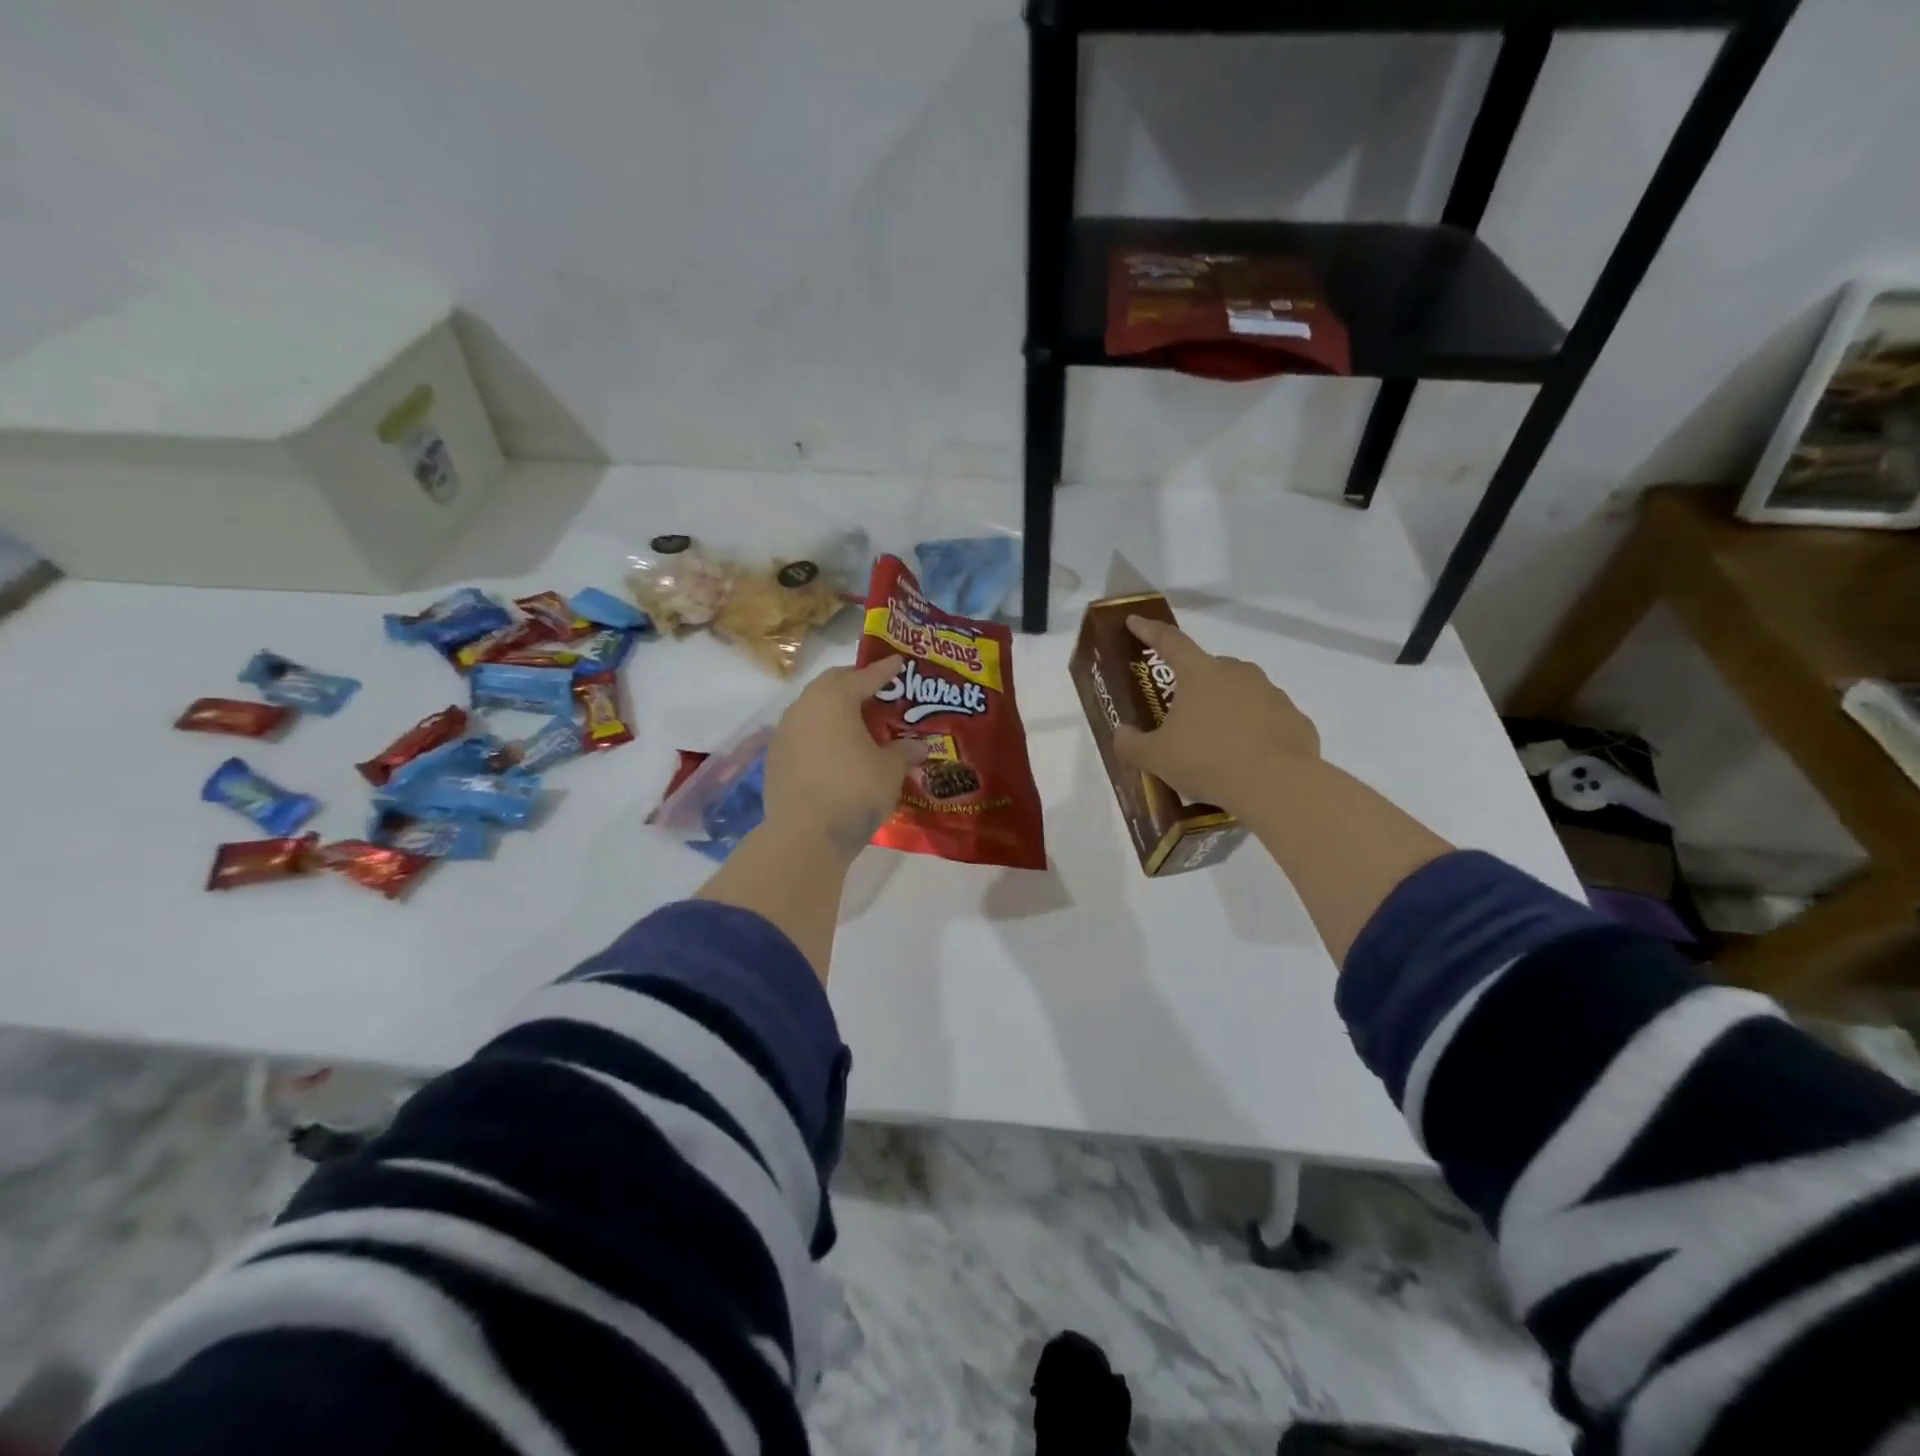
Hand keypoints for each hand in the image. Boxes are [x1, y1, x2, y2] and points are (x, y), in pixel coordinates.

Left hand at [763, 655, 927, 858]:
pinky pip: (803, 737)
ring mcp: (783, 734)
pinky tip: (835, 753)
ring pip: (812, 711)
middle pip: (831, 686)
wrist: (806, 835)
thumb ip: (904, 752)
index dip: (884, 671)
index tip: (898, 663)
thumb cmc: (855, 789)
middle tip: (876, 691)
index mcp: (833, 698)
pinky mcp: (774, 760)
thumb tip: (919, 747)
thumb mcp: (890, 770)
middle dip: (853, 685)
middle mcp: (803, 707)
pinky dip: (821, 737)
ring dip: (834, 713)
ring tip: (857, 724)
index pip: (863, 676)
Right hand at [1112, 616, 1318, 814]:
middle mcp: (1238, 674)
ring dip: (1227, 709)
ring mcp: (1272, 695)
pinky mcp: (1296, 720)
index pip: (1170, 642)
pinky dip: (1255, 732)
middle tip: (1182, 712)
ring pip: (1242, 693)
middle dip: (1194, 684)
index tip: (1135, 621)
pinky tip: (1248, 759)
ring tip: (1217, 743)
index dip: (1149, 631)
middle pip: (1210, 669)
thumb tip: (1122, 733)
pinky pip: (1268, 720)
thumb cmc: (1207, 760)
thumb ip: (1131, 744)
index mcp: (1200, 674)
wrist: (1276, 785)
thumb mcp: (1156, 758)